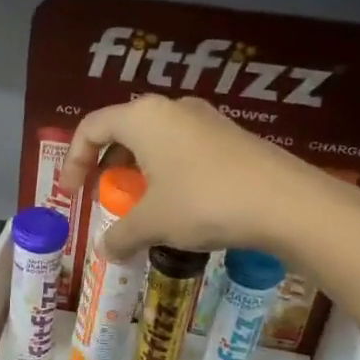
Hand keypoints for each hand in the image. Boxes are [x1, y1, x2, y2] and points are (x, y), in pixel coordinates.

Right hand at [56, 95, 318, 258]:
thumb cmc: (204, 202)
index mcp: (144, 117)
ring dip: (139, 169)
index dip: (73, 159)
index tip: (71, 193)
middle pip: (124, 129)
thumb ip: (120, 235)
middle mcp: (172, 108)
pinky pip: (184, 148)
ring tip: (141, 203)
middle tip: (104, 194)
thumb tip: (106, 251)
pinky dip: (168, 172)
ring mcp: (206, 119)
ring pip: (156, 139)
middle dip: (107, 163)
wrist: (288, 203)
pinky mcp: (232, 137)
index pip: (91, 127)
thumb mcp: (153, 223)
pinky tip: (180, 204)